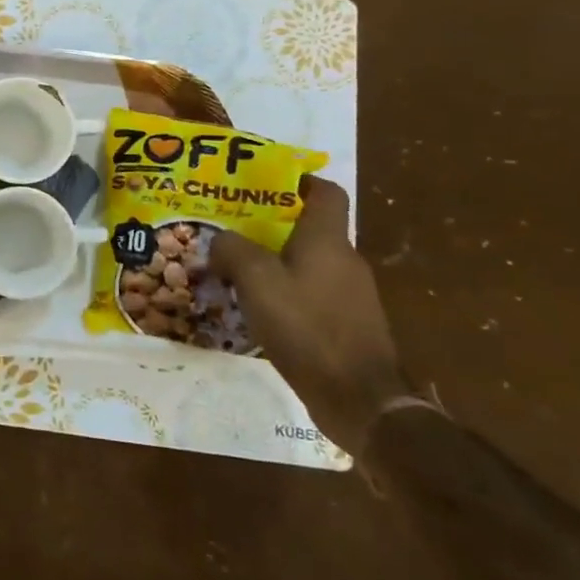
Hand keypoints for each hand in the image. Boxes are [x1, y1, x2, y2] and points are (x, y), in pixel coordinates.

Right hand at [208, 177, 410, 455]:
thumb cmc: (307, 327)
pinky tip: (260, 309)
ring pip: (309, 263)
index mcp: (327, 241)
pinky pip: (313, 293)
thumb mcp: (256, 280)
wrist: (358, 399)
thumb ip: (233, 250)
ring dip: (277, 262)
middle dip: (273, 225)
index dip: (299, 181)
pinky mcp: (349, 325)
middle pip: (311, 228)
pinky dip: (287, 293)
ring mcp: (352, 295)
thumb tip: (221, 240)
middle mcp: (346, 261)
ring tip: (236, 270)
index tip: (265, 183)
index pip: (325, 192)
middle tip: (232, 228)